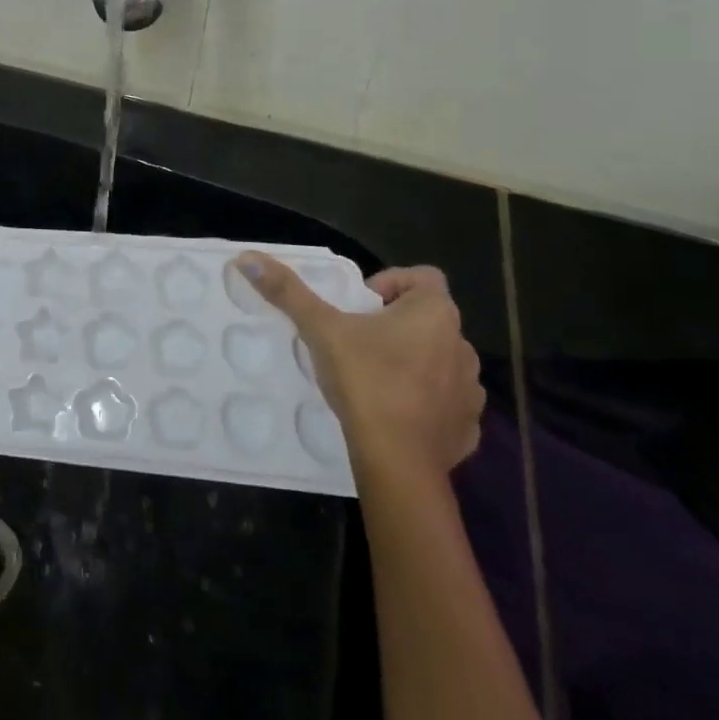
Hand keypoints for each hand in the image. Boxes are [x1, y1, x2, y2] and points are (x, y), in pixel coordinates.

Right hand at [233, 256, 482, 483]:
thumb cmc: (366, 382)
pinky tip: (396, 414)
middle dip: (395, 325)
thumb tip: (247, 258)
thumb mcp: (320, 330)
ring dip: (413, 362)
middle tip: (356, 343)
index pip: (422, 276)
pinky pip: (447, 402)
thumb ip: (288, 292)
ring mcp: (471, 389)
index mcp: (435, 313)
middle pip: (427, 318)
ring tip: (375, 378)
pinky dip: (425, 402)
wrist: (397, 462)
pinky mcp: (468, 427)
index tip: (360, 307)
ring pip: (439, 360)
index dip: (389, 284)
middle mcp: (462, 345)